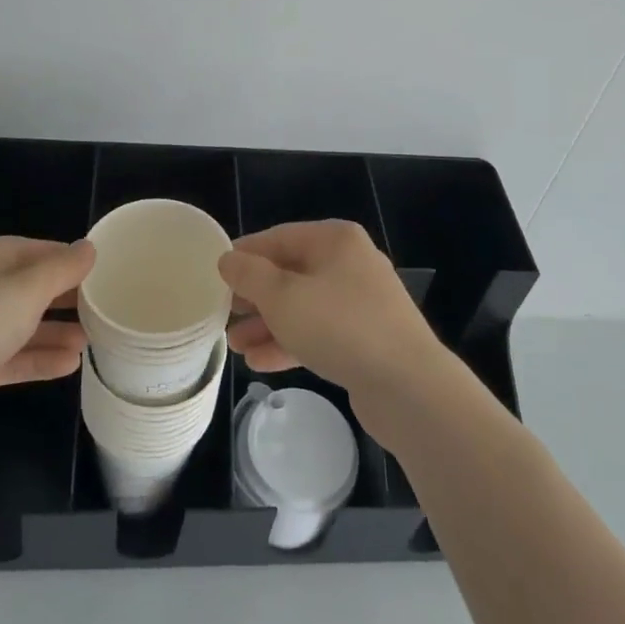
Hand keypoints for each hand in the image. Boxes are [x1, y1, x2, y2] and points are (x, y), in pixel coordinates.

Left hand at [0, 236, 92, 460]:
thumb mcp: (26, 290)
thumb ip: (62, 269)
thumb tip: (89, 248)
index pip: (29, 250)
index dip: (64, 259)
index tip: (99, 271)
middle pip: (23, 288)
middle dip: (61, 299)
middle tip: (100, 307)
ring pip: (17, 326)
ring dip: (53, 332)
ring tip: (90, 340)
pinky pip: (7, 358)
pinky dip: (36, 359)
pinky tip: (69, 365)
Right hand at [220, 221, 442, 413]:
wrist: (409, 386)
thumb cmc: (340, 327)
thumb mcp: (283, 296)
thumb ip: (249, 275)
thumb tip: (228, 259)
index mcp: (335, 240)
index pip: (278, 237)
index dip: (245, 255)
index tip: (215, 275)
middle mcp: (350, 263)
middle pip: (290, 272)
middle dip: (255, 295)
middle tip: (224, 314)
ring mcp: (361, 302)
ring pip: (303, 306)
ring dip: (268, 323)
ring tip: (234, 345)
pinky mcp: (366, 338)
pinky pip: (319, 332)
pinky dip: (291, 342)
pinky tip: (259, 362)